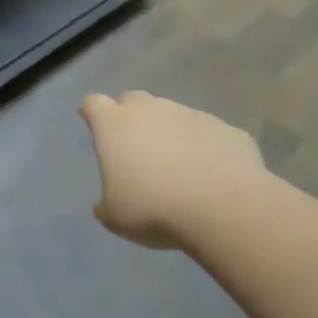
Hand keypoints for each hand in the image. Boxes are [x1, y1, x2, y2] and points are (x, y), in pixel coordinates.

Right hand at [79, 91, 266, 249]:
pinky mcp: (225, 128)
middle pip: (133, 100)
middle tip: (133, 145)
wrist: (224, 209)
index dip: (91, 113)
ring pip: (171, 114)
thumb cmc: (154, 209)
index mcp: (115, 126)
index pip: (93, 104)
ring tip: (174, 164)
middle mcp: (151, 110)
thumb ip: (105, 202)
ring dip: (167, 132)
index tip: (93, 124)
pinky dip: (201, 146)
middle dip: (129, 116)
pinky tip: (207, 174)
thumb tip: (107, 200)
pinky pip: (205, 132)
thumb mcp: (114, 217)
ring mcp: (191, 115)